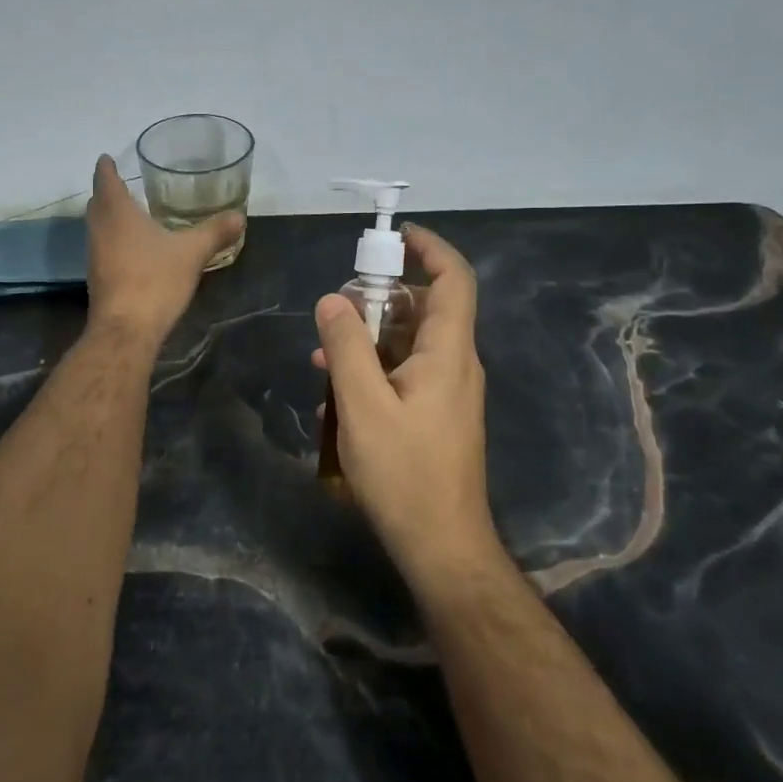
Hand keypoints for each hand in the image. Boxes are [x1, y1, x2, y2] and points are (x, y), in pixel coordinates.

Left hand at [85, 154, 242, 343]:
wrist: (126, 329)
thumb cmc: (155, 280)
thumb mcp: (192, 253)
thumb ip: (214, 232)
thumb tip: (239, 215)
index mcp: (118, 214)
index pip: (105, 180)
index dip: (106, 168)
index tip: (107, 158)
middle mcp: (100, 230)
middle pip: (98, 204)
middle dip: (108, 192)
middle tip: (123, 185)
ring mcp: (95, 256)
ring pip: (99, 227)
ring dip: (110, 218)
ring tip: (130, 214)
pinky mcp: (99, 279)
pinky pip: (104, 248)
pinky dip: (115, 240)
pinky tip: (134, 249)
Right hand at [313, 224, 499, 583]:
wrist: (442, 545)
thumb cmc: (404, 474)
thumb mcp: (363, 406)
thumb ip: (346, 348)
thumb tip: (332, 299)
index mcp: (449, 352)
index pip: (454, 280)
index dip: (431, 248)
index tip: (395, 236)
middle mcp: (457, 364)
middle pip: (428, 308)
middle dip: (383, 295)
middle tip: (340, 302)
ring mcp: (449, 392)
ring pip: (413, 342)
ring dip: (372, 334)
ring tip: (325, 348)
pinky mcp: (438, 415)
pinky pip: (408, 371)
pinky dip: (377, 364)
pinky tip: (339, 385)